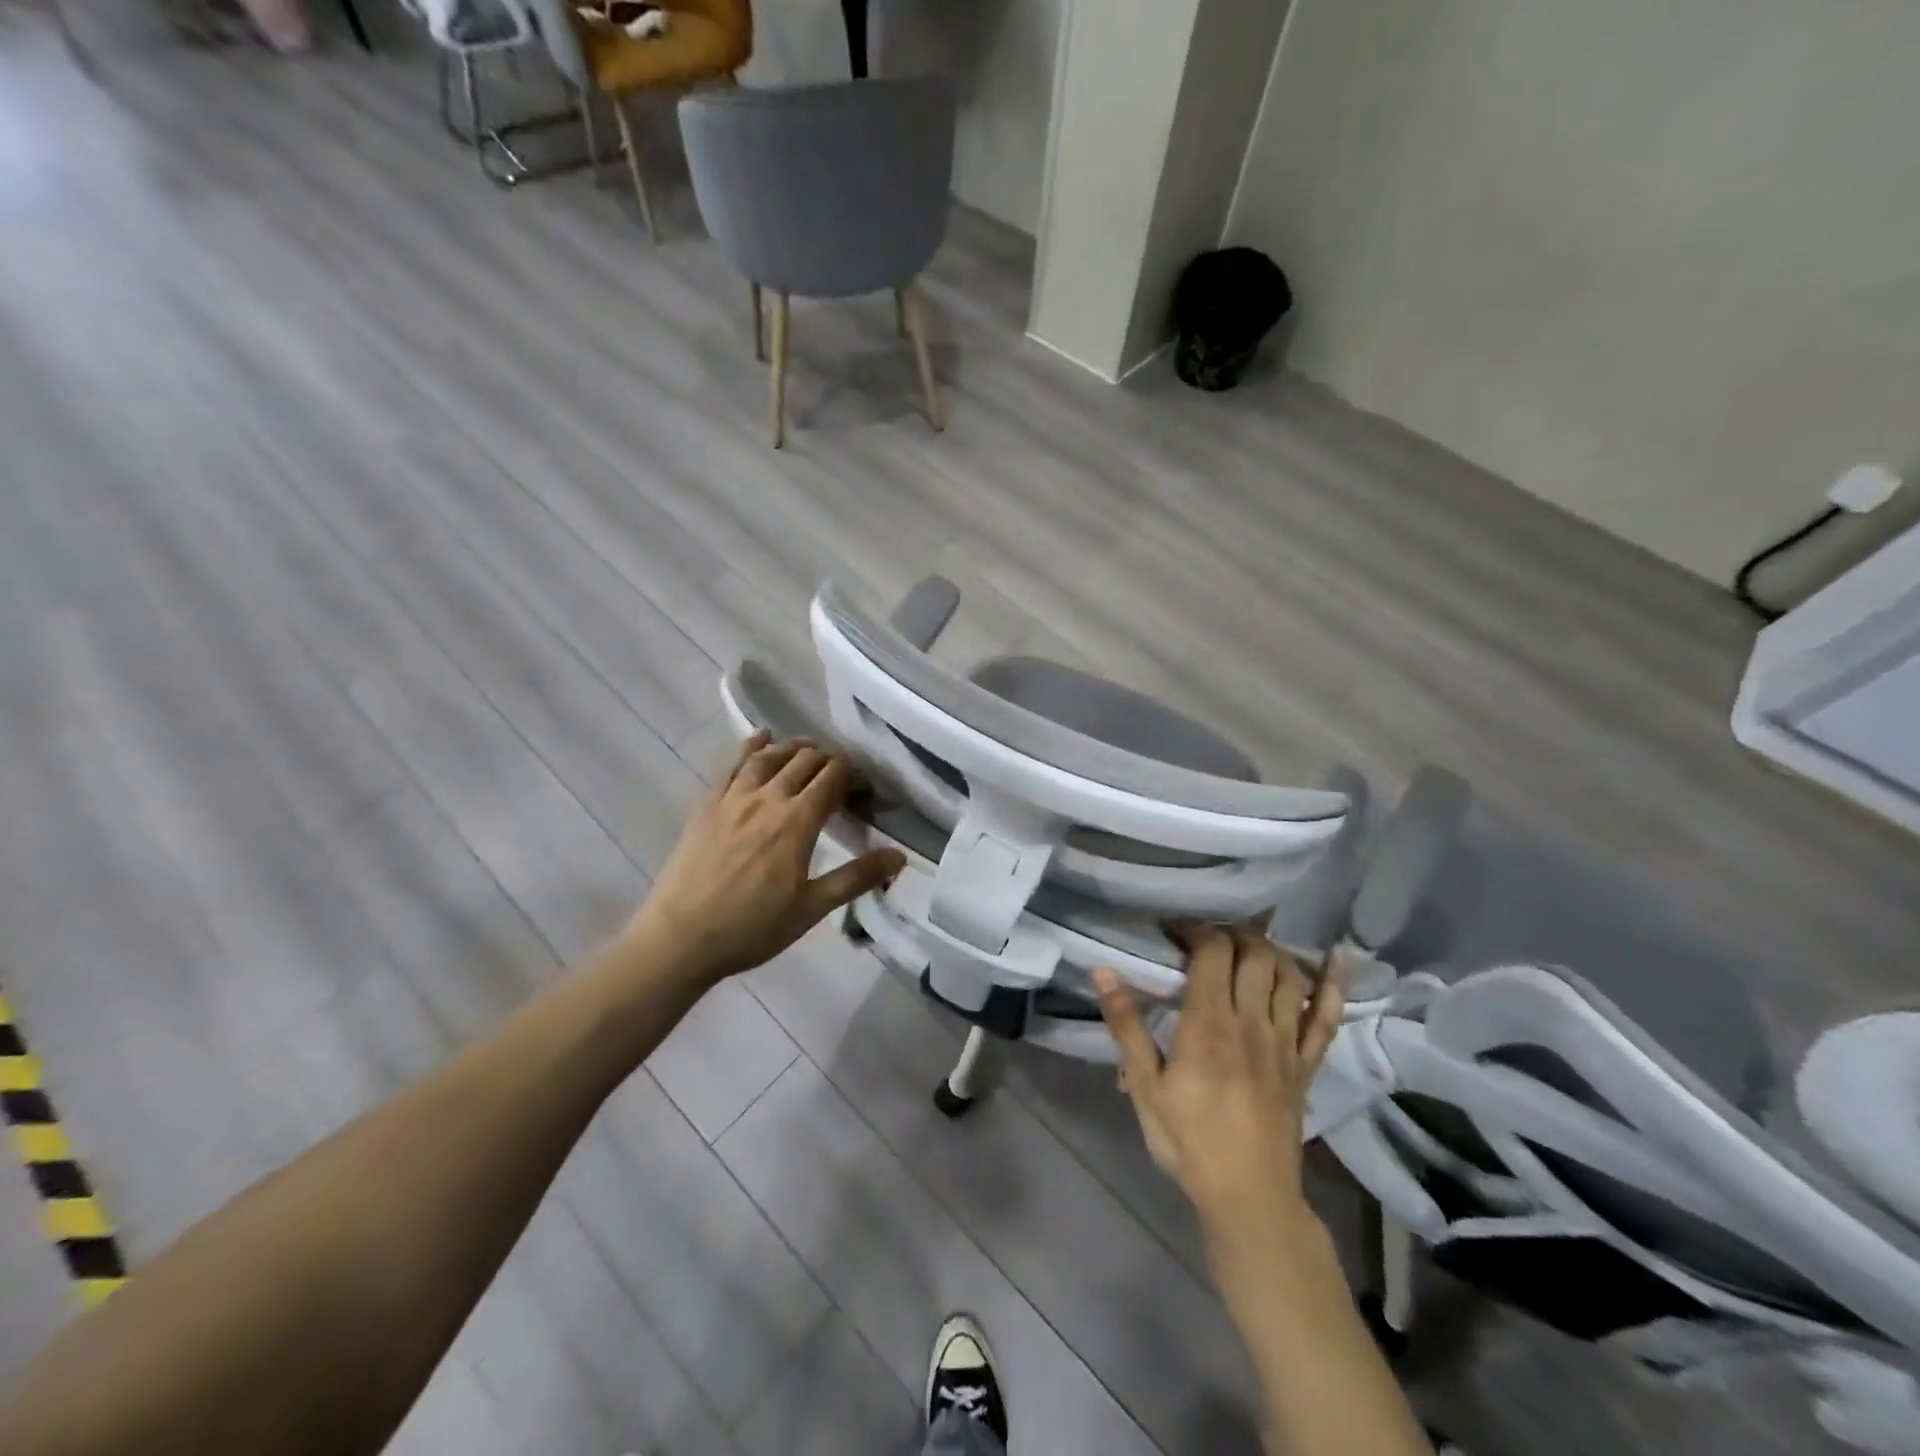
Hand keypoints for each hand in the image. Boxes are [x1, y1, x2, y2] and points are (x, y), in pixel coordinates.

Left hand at [627, 732, 904, 985]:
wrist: (680, 938)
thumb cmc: (752, 928)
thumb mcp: (811, 908)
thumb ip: (856, 878)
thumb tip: (900, 856)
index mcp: (797, 822)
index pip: (832, 779)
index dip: (853, 774)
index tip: (864, 785)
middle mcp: (768, 798)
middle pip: (804, 761)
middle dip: (827, 759)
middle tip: (839, 772)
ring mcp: (733, 798)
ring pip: (769, 756)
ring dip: (793, 748)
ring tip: (808, 748)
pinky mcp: (706, 805)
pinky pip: (731, 766)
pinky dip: (750, 747)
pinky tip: (759, 738)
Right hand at [1092, 925, 1343, 1235]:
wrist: (1250, 1199)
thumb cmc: (1188, 1142)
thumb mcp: (1145, 1087)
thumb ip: (1127, 1026)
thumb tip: (1102, 972)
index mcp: (1210, 1024)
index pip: (1213, 951)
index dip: (1195, 928)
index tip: (1173, 930)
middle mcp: (1252, 1022)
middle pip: (1255, 953)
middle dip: (1231, 932)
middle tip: (1206, 938)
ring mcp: (1286, 1042)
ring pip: (1288, 975)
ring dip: (1270, 949)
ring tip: (1246, 946)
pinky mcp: (1305, 1064)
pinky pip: (1326, 1018)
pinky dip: (1333, 984)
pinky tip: (1337, 956)